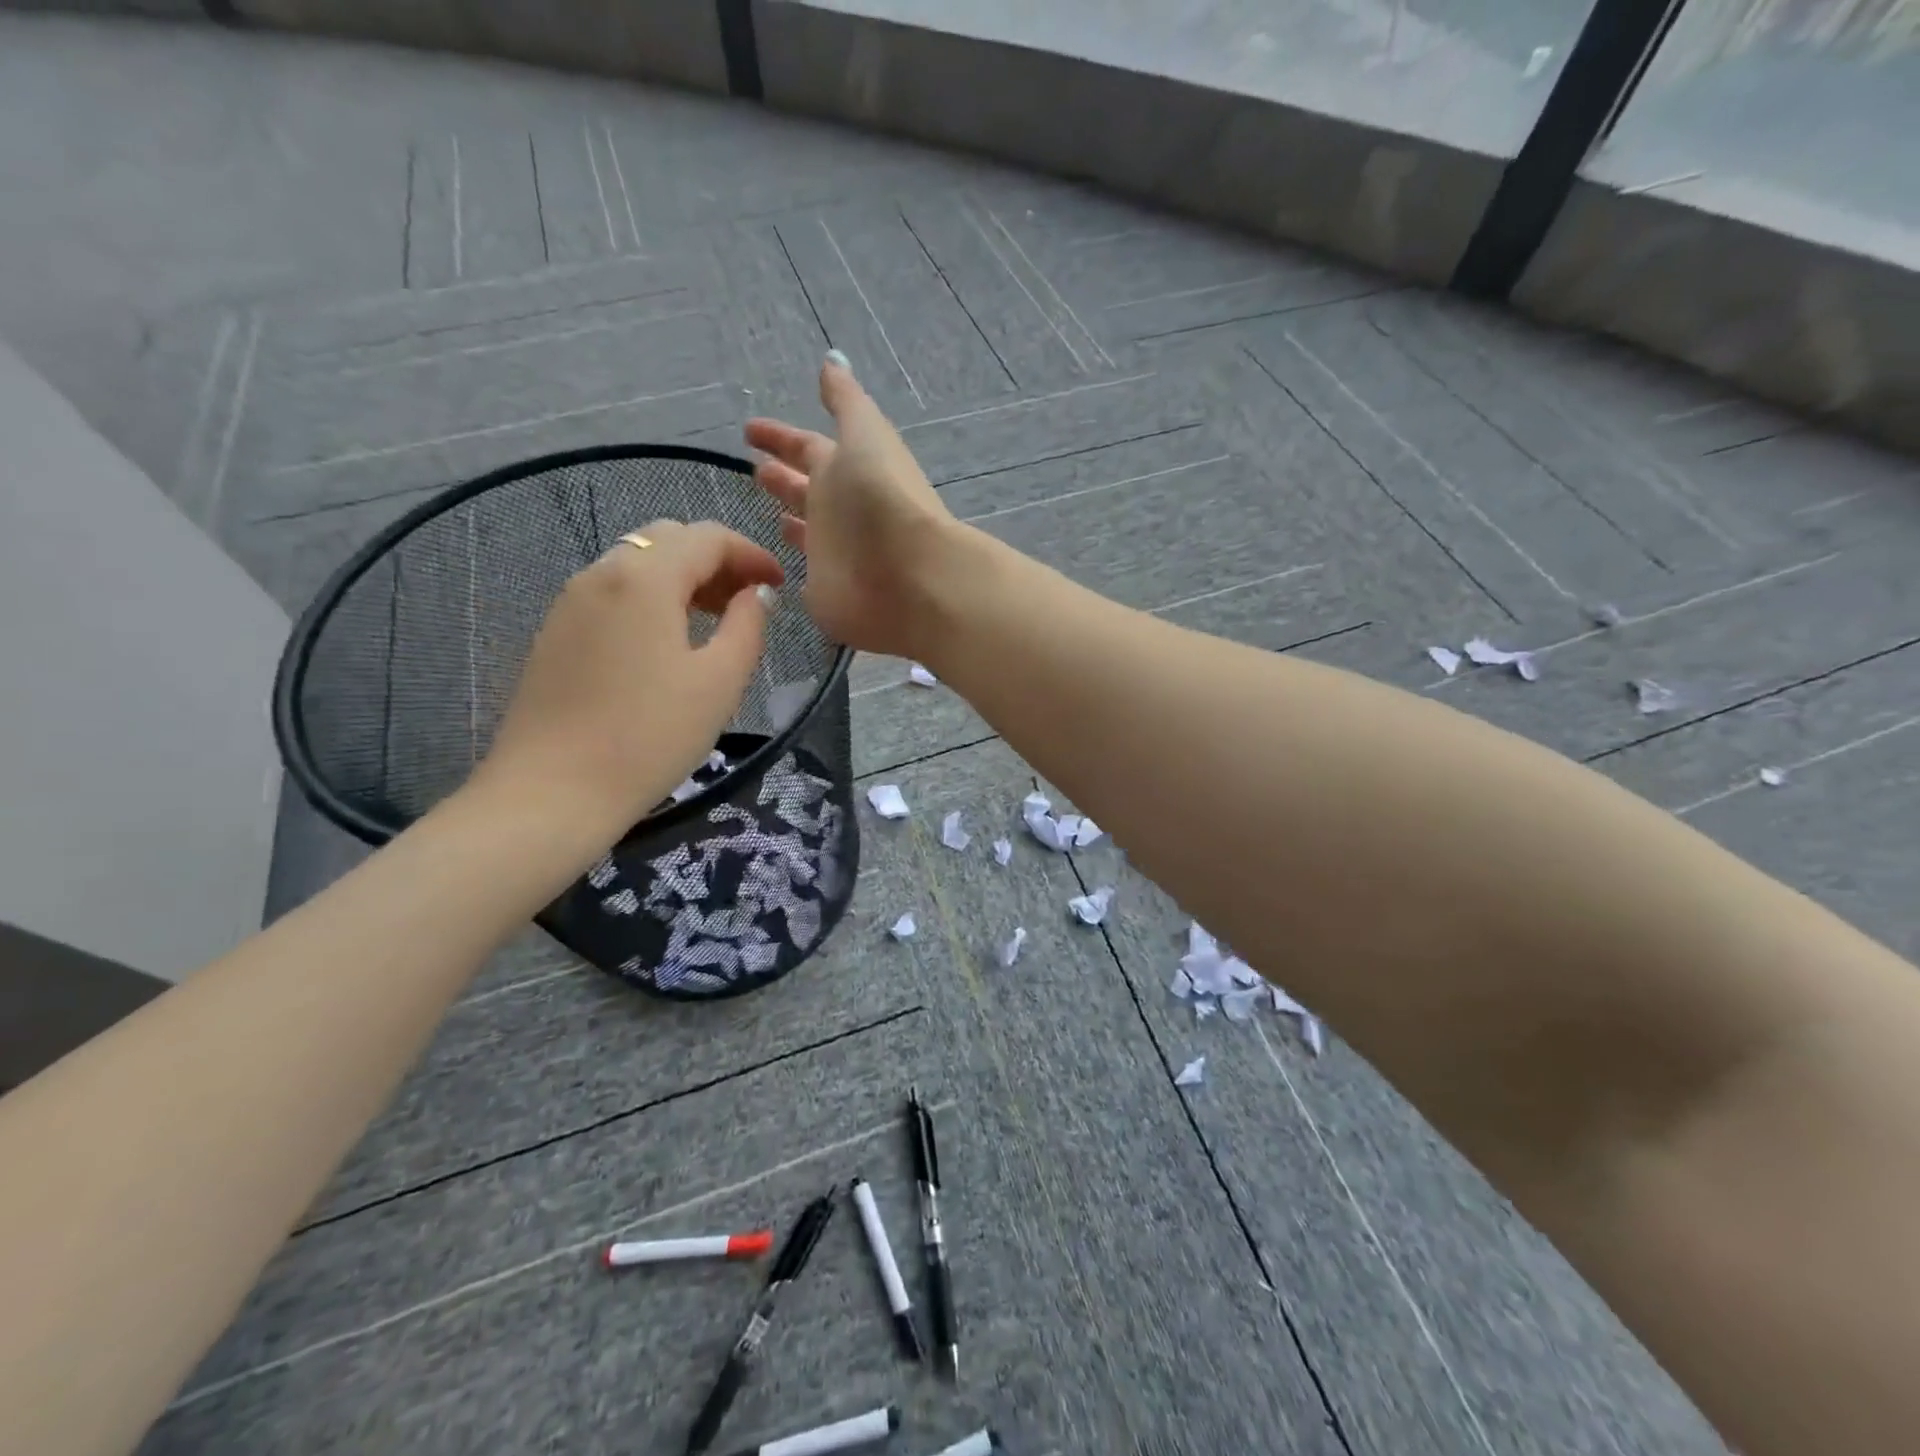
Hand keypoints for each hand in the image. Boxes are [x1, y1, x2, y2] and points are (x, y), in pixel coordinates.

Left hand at [477, 520, 783, 829]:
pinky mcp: (556, 631)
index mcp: (645, 577)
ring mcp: (571, 600)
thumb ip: (748, 626)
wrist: (553, 791)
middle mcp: (602, 572)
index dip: (751, 553)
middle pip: (668, 540)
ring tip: (713, 620)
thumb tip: (756, 594)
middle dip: (716, 560)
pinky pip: (613, 592)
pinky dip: (651, 598)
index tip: (779, 584)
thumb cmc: (649, 736)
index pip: (707, 537)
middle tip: (748, 601)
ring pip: (637, 564)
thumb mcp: (720, 682)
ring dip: (682, 578)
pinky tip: (667, 642)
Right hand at [744, 355, 957, 657]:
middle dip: (783, 476)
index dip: (780, 437)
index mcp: (846, 469)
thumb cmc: (884, 499)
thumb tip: (833, 360)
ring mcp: (835, 555)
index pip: (808, 447)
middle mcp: (840, 511)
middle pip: (807, 488)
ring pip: (808, 531)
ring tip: (766, 508)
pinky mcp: (827, 594)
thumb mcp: (866, 435)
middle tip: (754, 468)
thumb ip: (847, 402)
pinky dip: (794, 569)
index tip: (749, 429)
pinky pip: (807, 577)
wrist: (913, 578)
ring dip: (790, 517)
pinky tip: (776, 567)